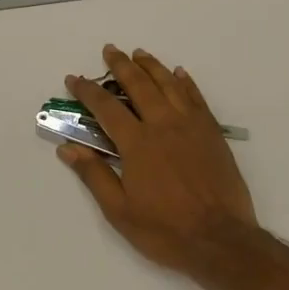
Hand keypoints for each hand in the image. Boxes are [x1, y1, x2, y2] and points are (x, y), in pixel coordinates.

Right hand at [57, 45, 258, 275]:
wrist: (220, 239)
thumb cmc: (165, 230)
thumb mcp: (119, 210)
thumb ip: (94, 174)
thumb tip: (68, 148)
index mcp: (137, 144)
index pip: (106, 107)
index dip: (87, 91)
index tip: (74, 78)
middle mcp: (163, 125)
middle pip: (139, 85)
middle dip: (121, 66)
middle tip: (110, 50)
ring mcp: (192, 126)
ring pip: (169, 85)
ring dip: (152, 66)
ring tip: (139, 53)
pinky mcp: (212, 133)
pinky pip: (196, 98)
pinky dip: (186, 83)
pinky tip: (179, 74)